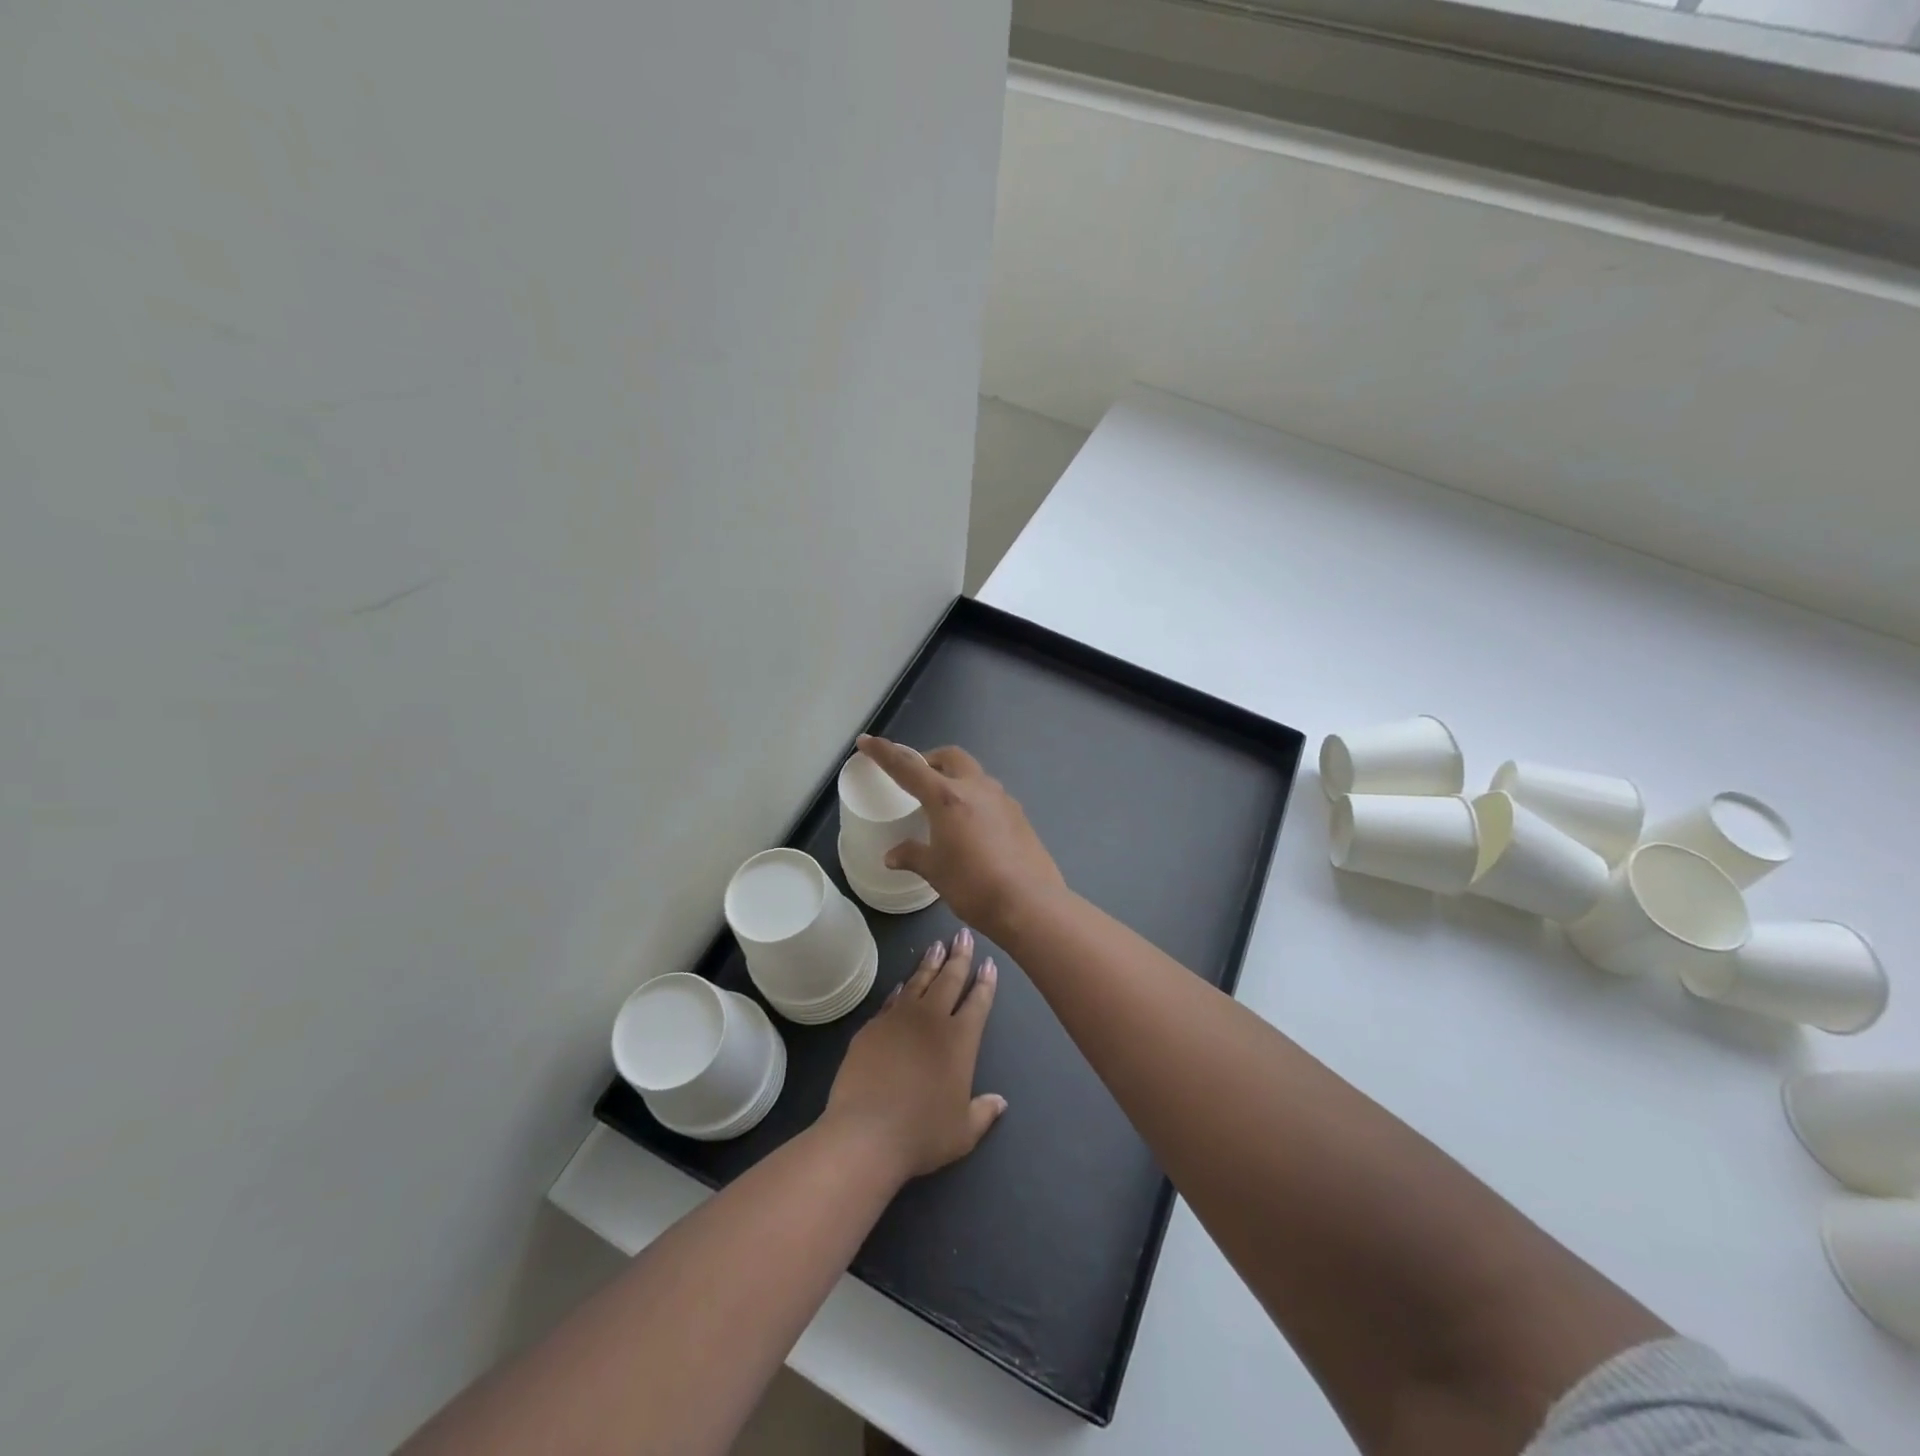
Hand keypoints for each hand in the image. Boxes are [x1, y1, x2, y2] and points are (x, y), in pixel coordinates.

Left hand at [823, 930, 1005, 1180]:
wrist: (867, 1132)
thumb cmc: (922, 1133)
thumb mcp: (963, 1132)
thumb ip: (983, 1112)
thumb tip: (1000, 1101)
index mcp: (961, 1040)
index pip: (978, 1002)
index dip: (985, 982)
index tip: (988, 962)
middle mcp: (933, 1020)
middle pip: (950, 980)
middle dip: (959, 956)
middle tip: (964, 935)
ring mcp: (899, 1019)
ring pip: (920, 982)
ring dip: (930, 962)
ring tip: (937, 945)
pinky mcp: (872, 1026)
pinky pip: (892, 1000)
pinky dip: (901, 989)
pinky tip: (904, 983)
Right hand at [856, 736, 1067, 940]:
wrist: (1030, 903)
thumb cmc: (973, 886)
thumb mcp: (935, 871)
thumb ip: (913, 855)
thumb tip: (892, 855)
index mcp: (947, 797)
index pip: (908, 767)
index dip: (884, 753)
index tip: (866, 741)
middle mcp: (977, 789)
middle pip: (950, 757)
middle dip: (930, 759)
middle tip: (916, 778)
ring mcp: (1003, 800)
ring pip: (974, 774)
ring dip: (956, 778)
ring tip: (944, 805)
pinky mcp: (1020, 815)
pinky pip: (991, 796)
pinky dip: (975, 799)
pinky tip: (972, 826)